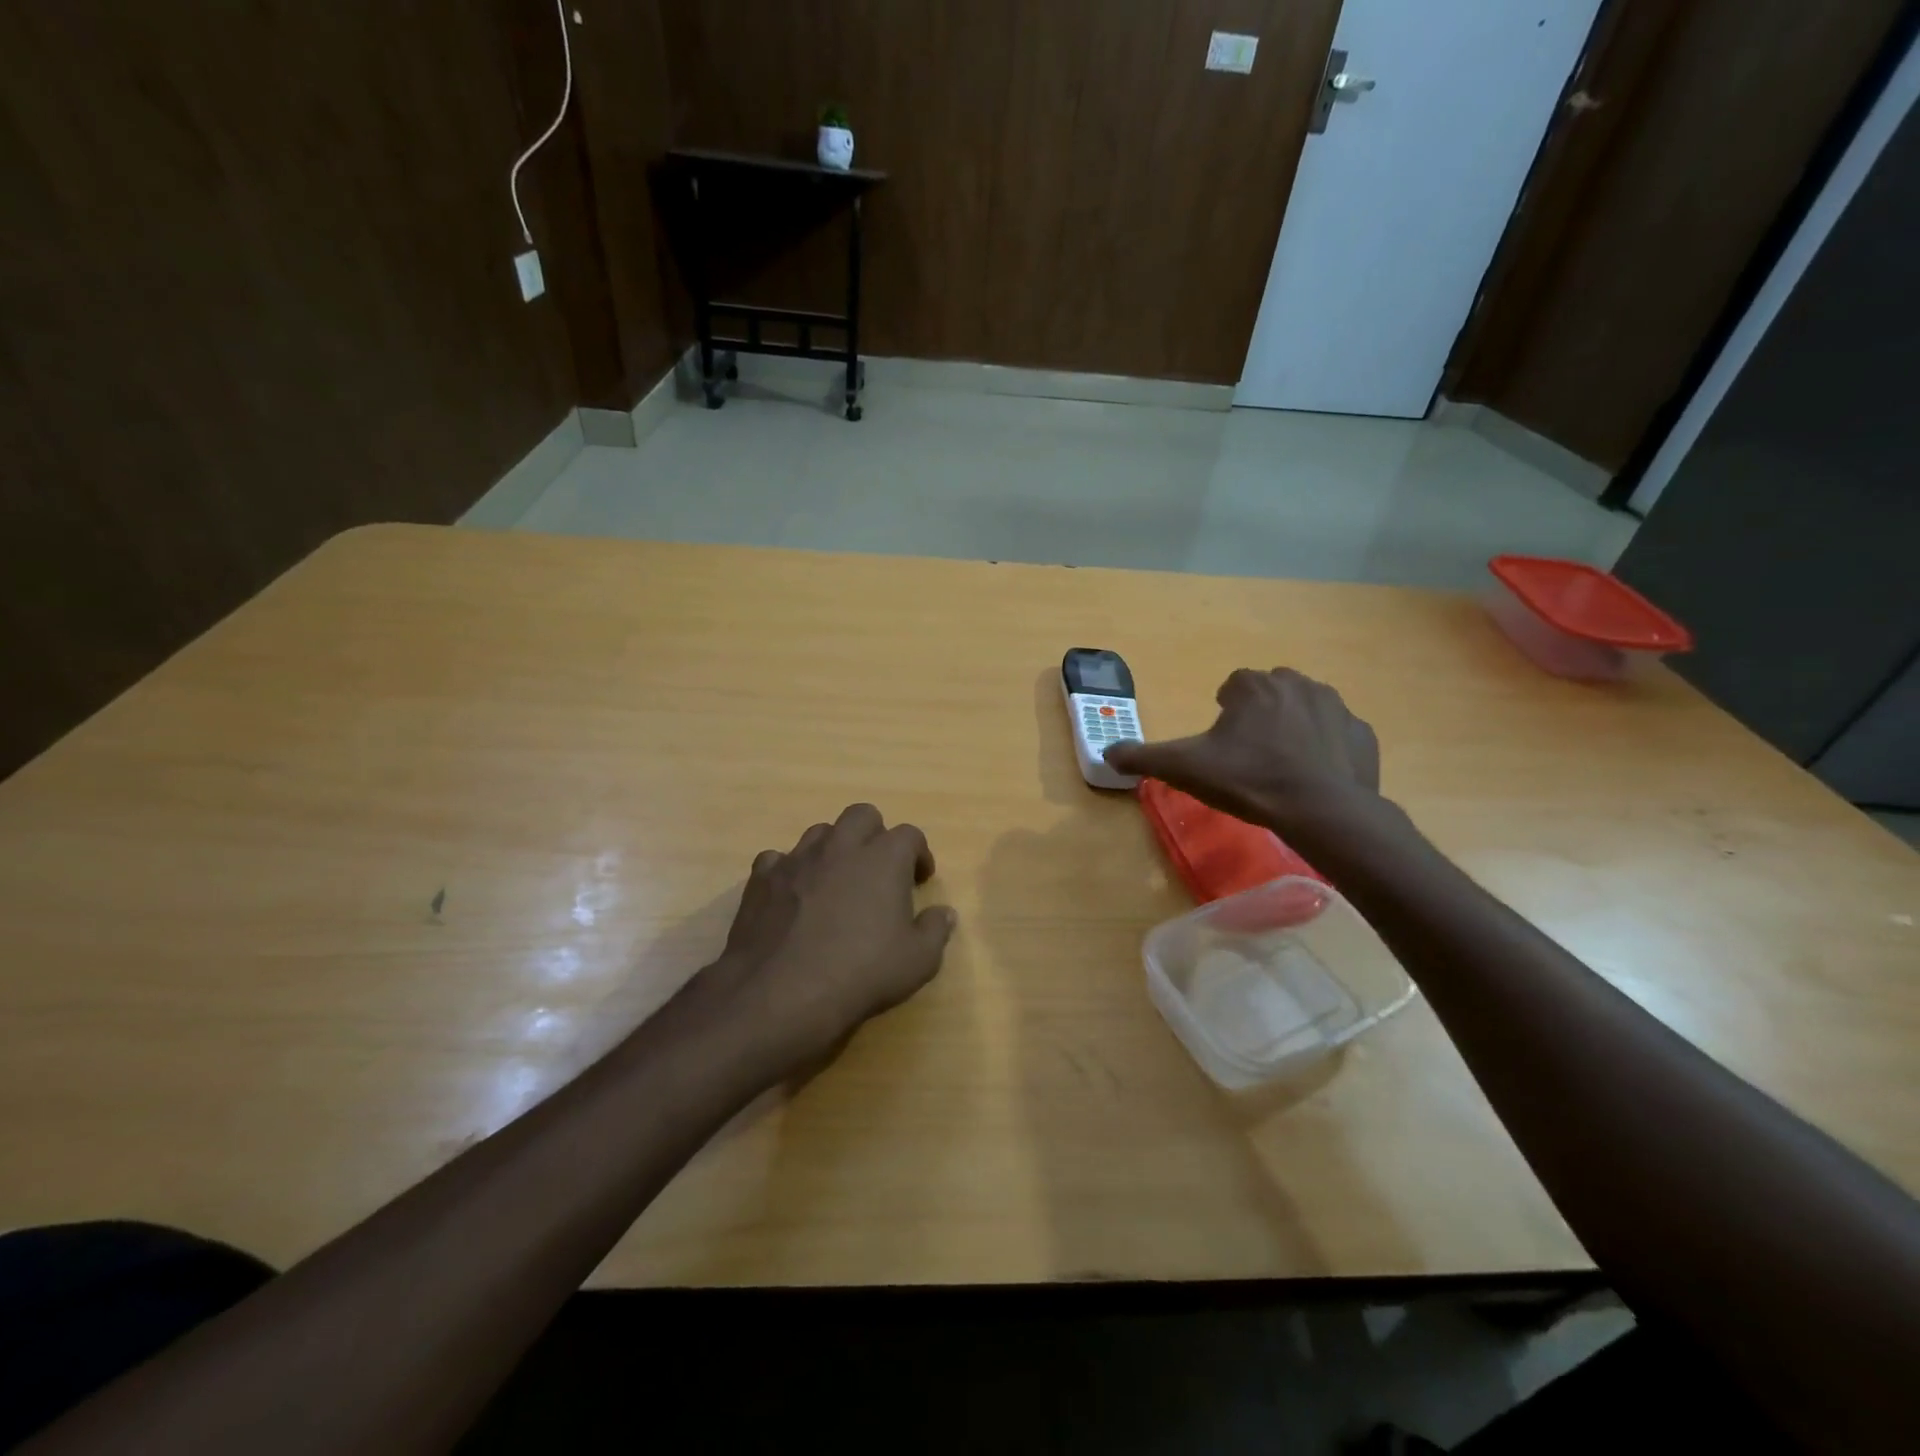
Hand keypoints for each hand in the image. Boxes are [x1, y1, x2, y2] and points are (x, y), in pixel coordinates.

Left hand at [700, 803, 956, 1080]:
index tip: (920, 879)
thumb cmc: (860, 974)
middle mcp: (841, 847)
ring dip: (834, 848)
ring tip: (836, 881)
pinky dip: (790, 871)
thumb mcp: (917, 962)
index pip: (910, 835)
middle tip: (878, 869)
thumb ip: (935, 930)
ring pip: (820, 832)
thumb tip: (944, 913)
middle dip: (875, 835)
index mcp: (883, 858)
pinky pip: (778, 859)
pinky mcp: (762, 879)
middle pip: (862, 815)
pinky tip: (793, 896)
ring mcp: (797, 859)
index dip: (919, 854)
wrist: (780, 994)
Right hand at [1103, 668, 1380, 836]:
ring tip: (1282, 765)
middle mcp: (1296, 684)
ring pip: (1306, 707)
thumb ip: (1143, 757)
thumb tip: (1106, 753)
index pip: (1232, 685)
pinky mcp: (1363, 733)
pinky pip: (1338, 733)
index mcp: (1253, 687)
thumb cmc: (1249, 780)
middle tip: (1250, 754)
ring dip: (1293, 726)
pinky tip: (1315, 776)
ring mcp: (1336, 706)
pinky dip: (1327, 747)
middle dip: (1260, 714)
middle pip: (1270, 691)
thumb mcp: (1185, 769)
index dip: (1224, 711)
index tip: (1222, 742)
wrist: (1321, 810)